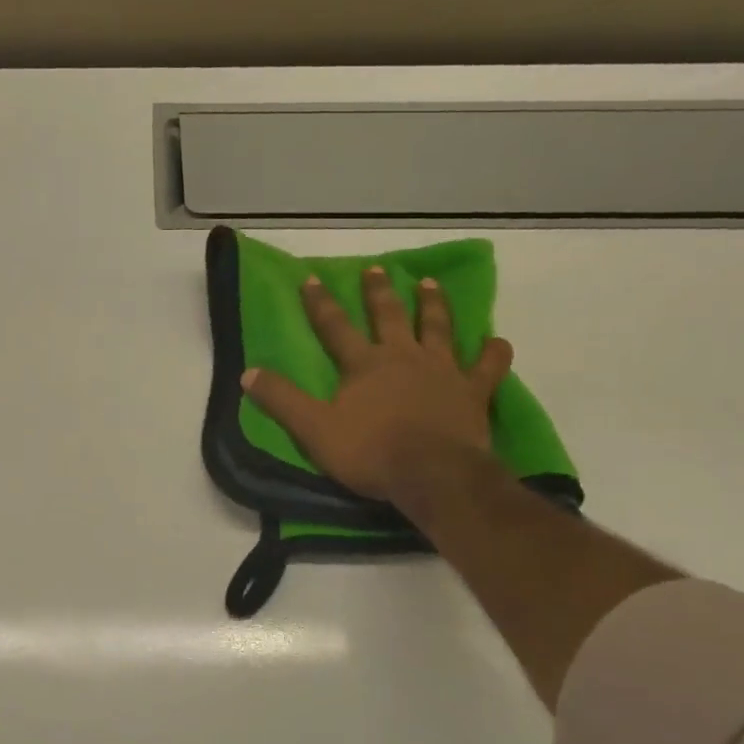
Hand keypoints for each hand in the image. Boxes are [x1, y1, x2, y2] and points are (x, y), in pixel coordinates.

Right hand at [240, 269, 512, 503]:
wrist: (431, 474)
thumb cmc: (370, 452)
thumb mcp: (313, 429)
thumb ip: (282, 400)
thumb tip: (247, 373)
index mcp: (364, 364)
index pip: (335, 327)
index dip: (320, 303)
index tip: (311, 278)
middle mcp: (403, 357)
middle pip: (389, 316)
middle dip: (378, 292)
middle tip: (376, 269)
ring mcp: (443, 370)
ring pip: (438, 328)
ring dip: (432, 304)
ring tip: (429, 283)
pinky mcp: (473, 391)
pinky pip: (488, 366)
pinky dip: (493, 352)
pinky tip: (496, 341)